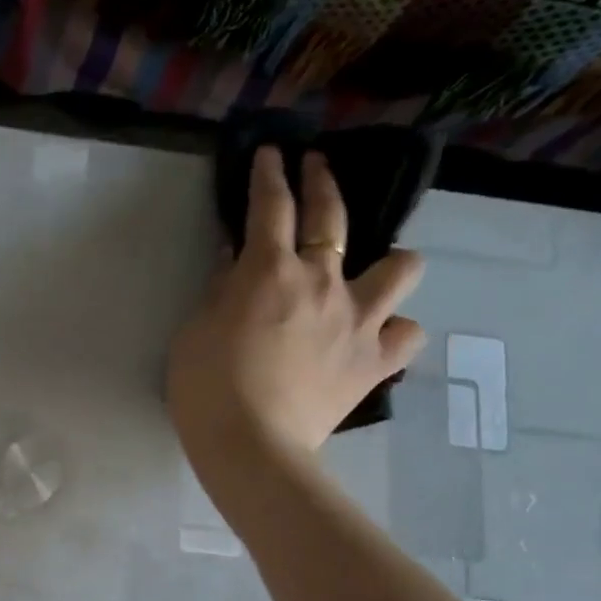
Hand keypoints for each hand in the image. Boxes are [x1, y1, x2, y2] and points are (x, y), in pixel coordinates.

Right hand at [168, 147, 425, 490]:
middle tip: (315, 167)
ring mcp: (359, 320)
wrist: (251, 446)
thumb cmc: (207, 388)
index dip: (269, 174)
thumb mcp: (195, 331)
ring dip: (388, 262)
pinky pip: (406, 334)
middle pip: (333, 216)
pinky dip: (393, 331)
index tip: (270, 154)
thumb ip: (219, 288)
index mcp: (270, 271)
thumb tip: (234, 257)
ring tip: (371, 274)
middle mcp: (323, 282)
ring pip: (402, 267)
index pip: (271, 206)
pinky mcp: (376, 362)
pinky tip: (375, 337)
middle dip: (322, 181)